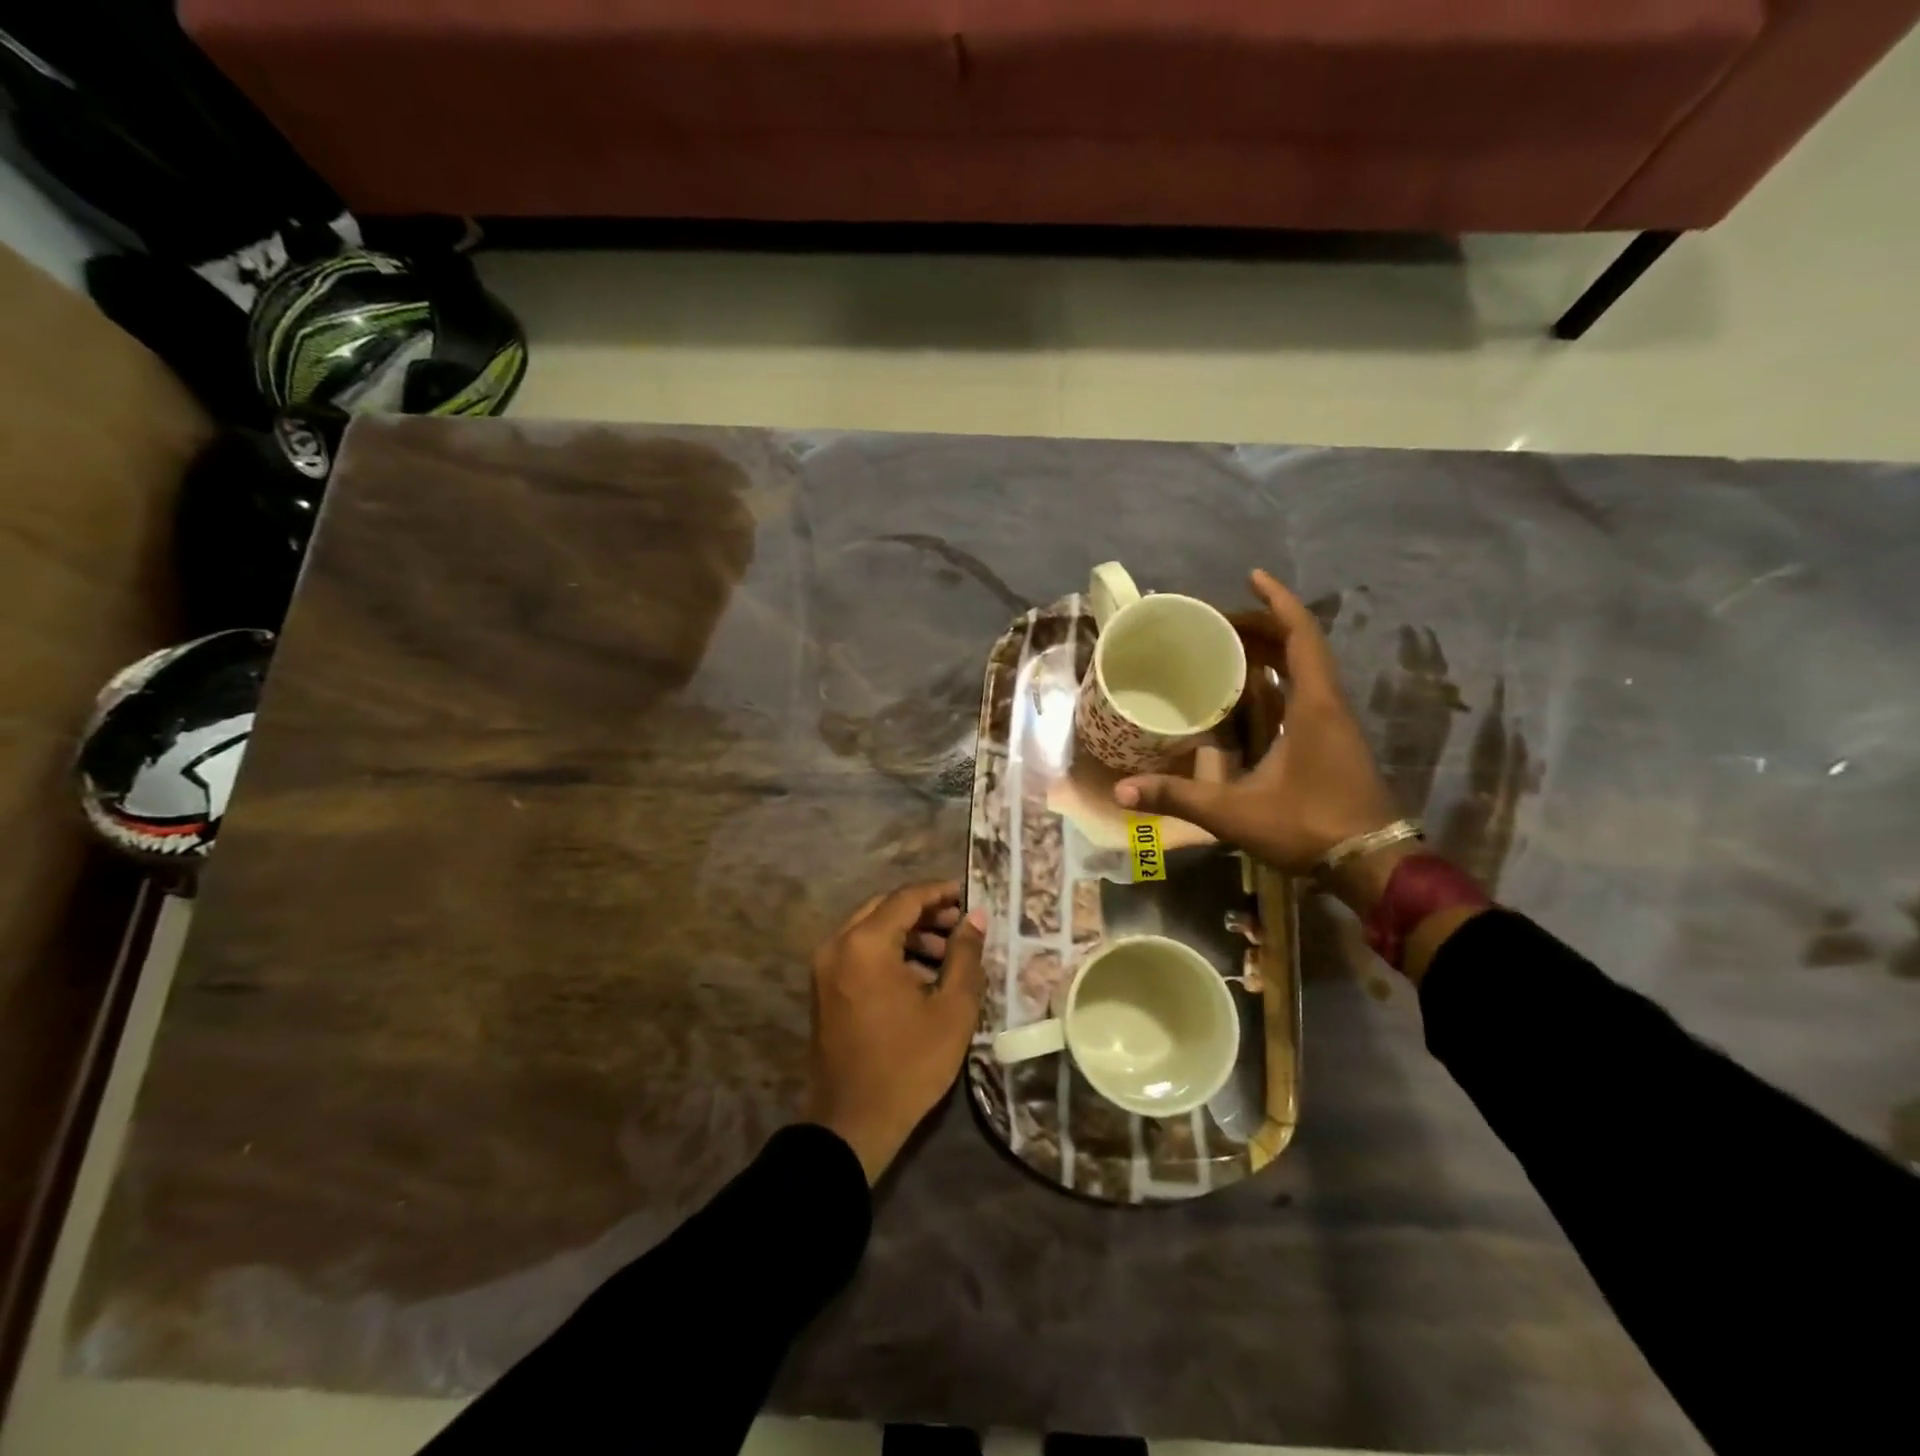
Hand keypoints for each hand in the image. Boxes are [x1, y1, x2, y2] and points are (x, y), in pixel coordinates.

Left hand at [805, 882, 985, 1183]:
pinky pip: (858, 952)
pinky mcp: (823, 988)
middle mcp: (837, 945)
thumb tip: (976, 916)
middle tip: (960, 925)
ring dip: (907, 933)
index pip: (906, 898)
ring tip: (946, 953)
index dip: (940, 893)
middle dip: (925, 912)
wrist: (852, 1124)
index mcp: (865, 944)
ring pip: (870, 930)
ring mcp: (825, 967)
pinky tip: (919, 975)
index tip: (970, 896)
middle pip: (885, 909)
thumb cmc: (908, 1064)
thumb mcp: (951, 1009)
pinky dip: (888, 952)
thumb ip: (965, 954)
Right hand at [1114, 569, 1400, 908]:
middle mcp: (1329, 705)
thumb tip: (1122, 791)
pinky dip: (1277, 681)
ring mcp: (1336, 725)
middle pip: (1301, 647)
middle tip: (1217, 624)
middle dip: (1262, 627)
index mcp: (1314, 706)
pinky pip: (1305, 694)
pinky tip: (1249, 696)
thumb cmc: (1308, 827)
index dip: (1277, 602)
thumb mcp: (1235, 813)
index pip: (1301, 636)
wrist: (1372, 866)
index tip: (1252, 577)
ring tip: (1227, 649)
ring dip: (1271, 653)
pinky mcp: (1334, 744)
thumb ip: (1178, 798)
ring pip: (1305, 670)